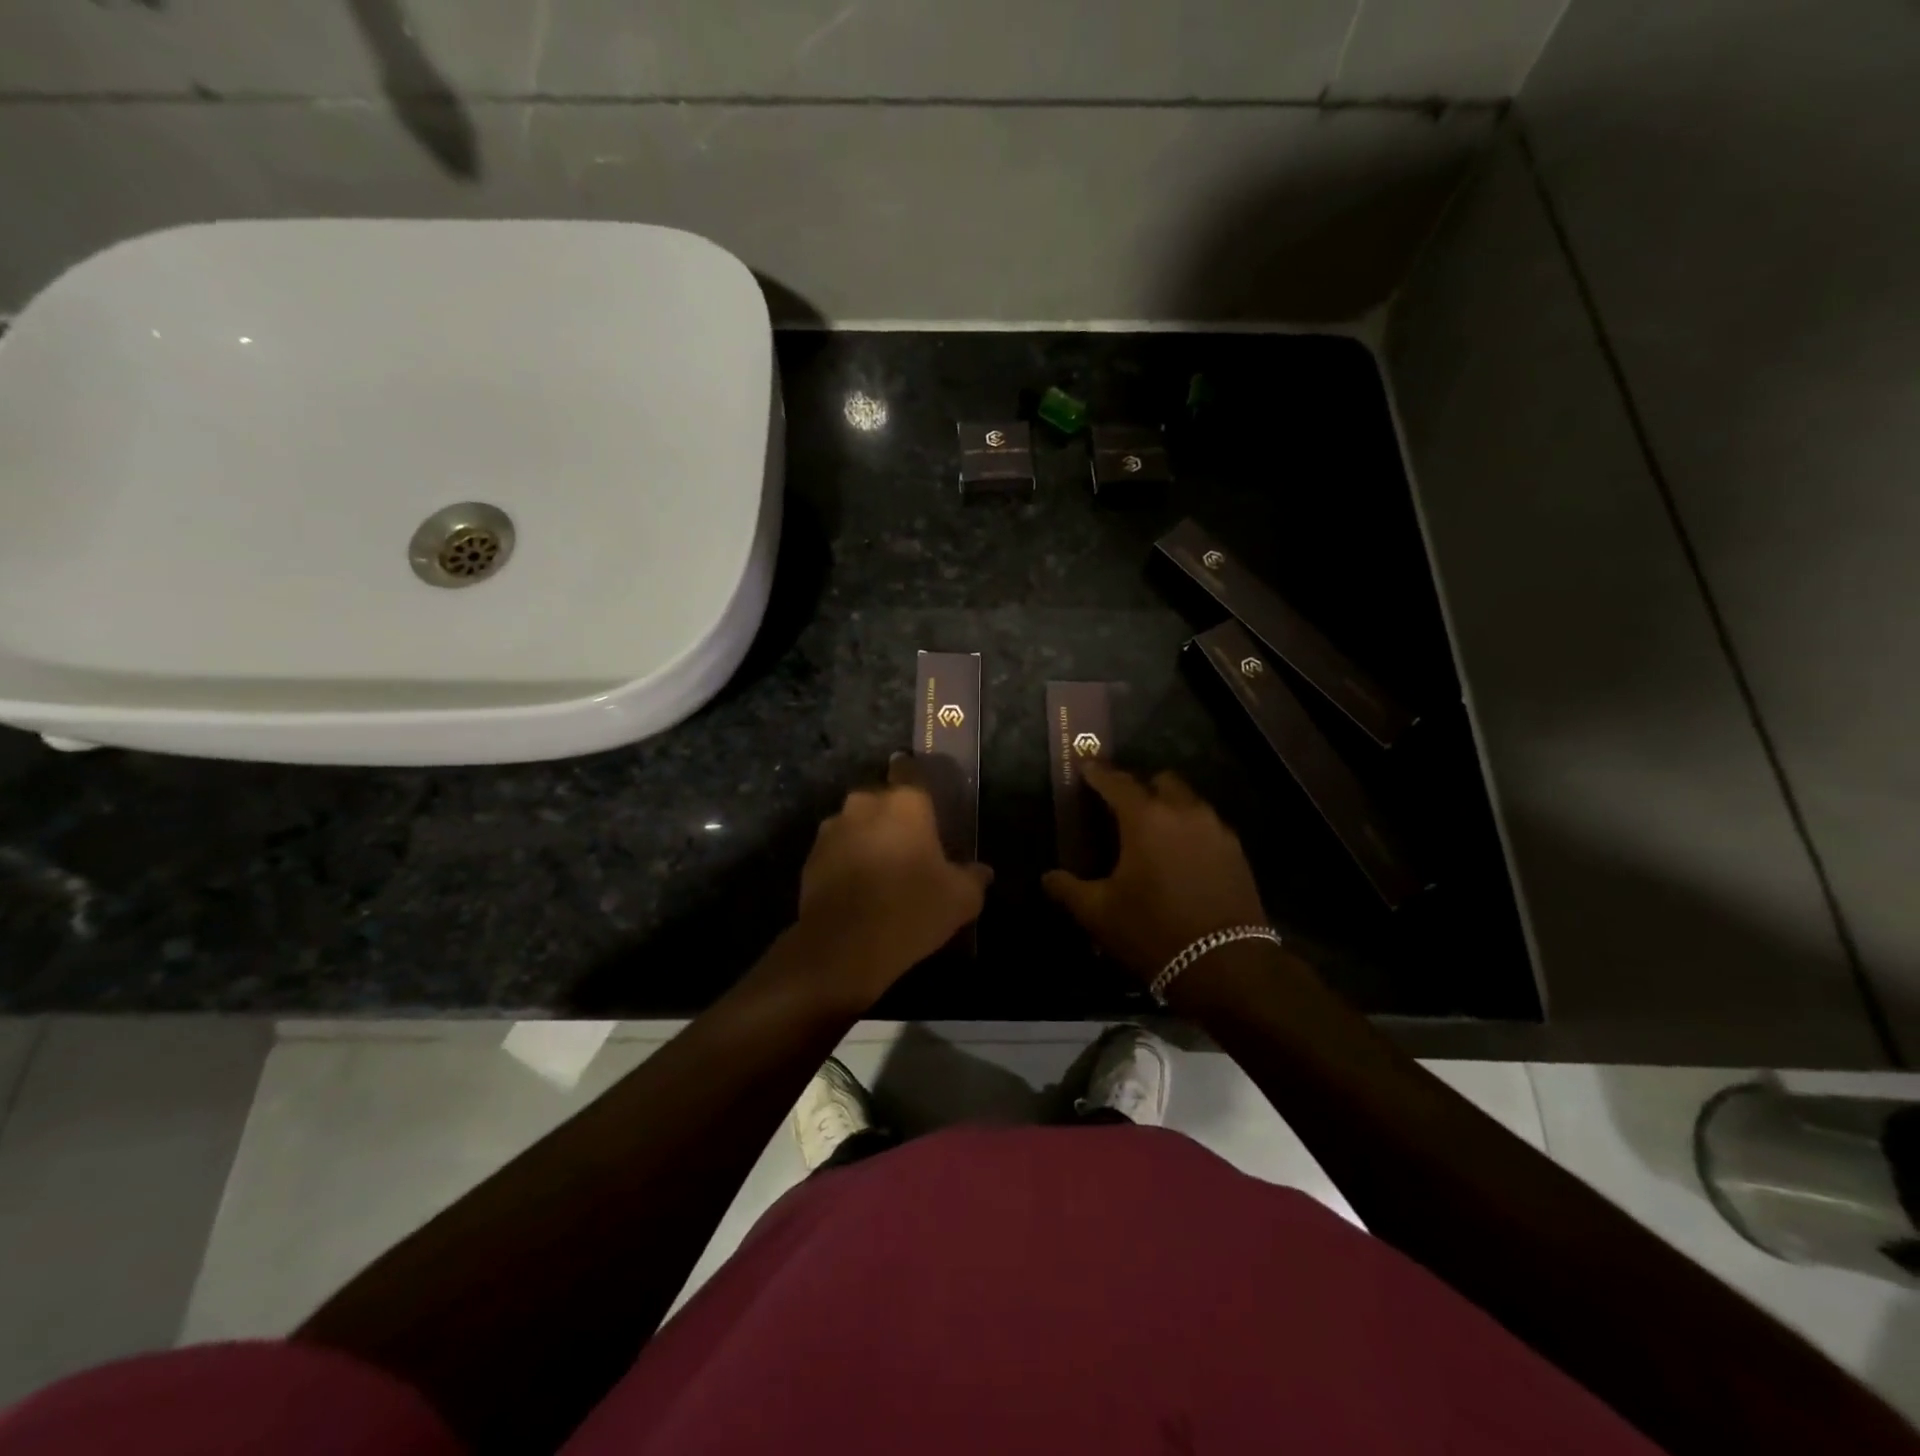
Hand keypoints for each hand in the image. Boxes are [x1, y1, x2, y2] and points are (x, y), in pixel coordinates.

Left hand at [792, 755, 992, 1007]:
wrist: (843, 946)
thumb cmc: (911, 908)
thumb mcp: (960, 898)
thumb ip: (973, 878)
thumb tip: (982, 872)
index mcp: (905, 802)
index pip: (910, 771)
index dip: (917, 781)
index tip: (925, 803)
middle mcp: (864, 804)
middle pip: (881, 800)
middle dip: (892, 817)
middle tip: (909, 846)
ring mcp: (832, 829)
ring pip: (856, 825)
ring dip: (867, 839)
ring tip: (881, 872)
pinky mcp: (810, 858)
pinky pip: (836, 851)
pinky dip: (846, 863)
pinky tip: (859, 891)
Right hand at [1042, 762, 1268, 984]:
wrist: (1226, 966)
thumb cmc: (1153, 931)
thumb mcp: (1099, 913)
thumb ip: (1069, 889)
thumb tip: (1048, 877)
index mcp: (1146, 818)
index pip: (1116, 782)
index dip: (1097, 773)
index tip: (1085, 767)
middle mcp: (1184, 812)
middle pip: (1160, 781)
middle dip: (1139, 786)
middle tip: (1121, 806)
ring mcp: (1216, 829)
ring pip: (1188, 801)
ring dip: (1168, 806)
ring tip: (1152, 832)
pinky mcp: (1236, 851)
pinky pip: (1207, 824)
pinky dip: (1189, 828)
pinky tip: (1180, 855)